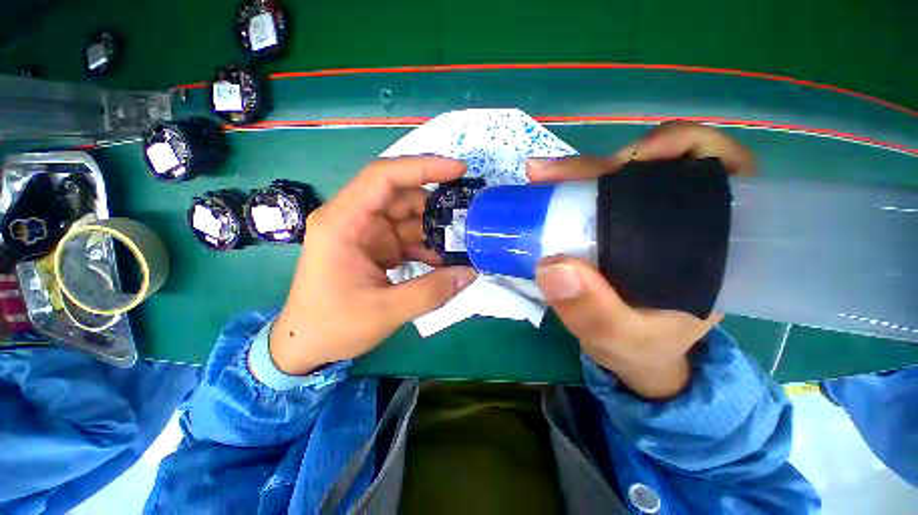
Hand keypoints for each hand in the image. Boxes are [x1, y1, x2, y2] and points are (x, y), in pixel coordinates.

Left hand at [269, 157, 477, 374]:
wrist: (305, 344)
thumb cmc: (333, 326)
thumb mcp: (385, 311)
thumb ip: (431, 292)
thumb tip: (470, 273)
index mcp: (343, 223)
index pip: (383, 177)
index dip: (423, 167)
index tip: (459, 170)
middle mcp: (353, 219)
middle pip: (401, 196)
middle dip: (436, 206)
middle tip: (468, 219)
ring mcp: (365, 233)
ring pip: (408, 217)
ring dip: (434, 229)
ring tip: (461, 243)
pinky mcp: (375, 247)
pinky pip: (407, 237)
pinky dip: (426, 246)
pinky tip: (444, 262)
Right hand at [528, 122, 753, 398]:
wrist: (633, 353)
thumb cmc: (641, 347)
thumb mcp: (619, 340)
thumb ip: (593, 314)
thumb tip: (553, 266)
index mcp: (711, 242)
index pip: (719, 171)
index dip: (680, 147)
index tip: (626, 161)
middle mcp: (683, 221)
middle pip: (653, 168)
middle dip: (602, 163)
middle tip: (552, 174)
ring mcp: (647, 222)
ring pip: (622, 176)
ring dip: (582, 171)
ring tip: (544, 177)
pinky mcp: (620, 228)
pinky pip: (601, 194)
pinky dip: (575, 185)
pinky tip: (552, 188)